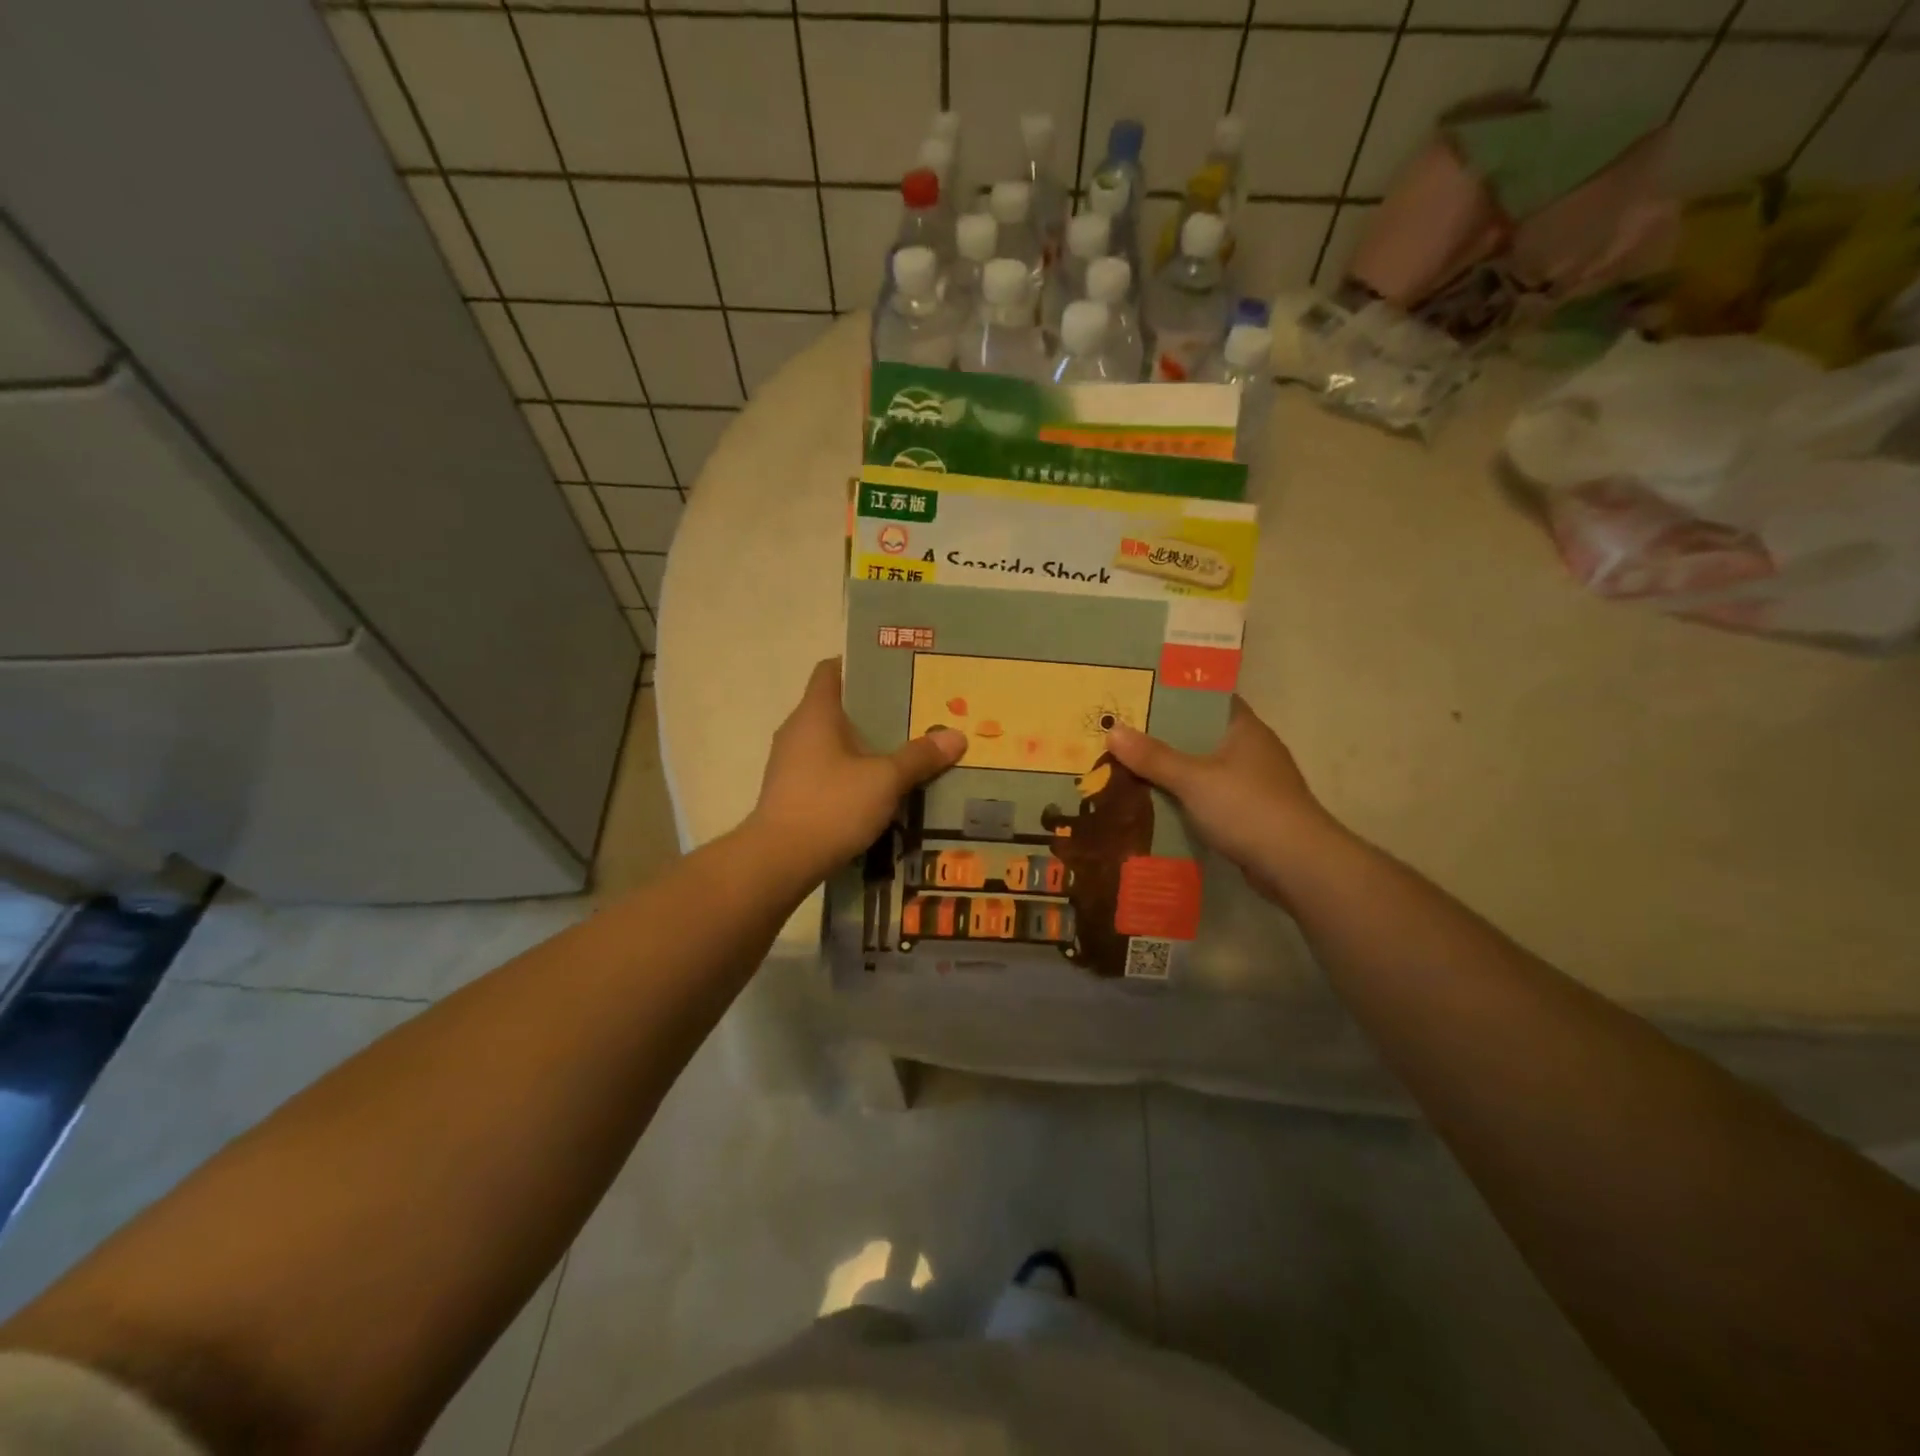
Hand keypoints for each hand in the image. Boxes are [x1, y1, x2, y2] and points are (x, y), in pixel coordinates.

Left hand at [747, 658, 965, 887]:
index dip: (861, 665)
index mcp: (815, 713)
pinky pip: (826, 771)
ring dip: (864, 746)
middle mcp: (797, 730)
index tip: (895, 673)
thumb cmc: (831, 806)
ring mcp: (790, 764)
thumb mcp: (885, 780)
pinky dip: (851, 774)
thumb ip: (919, 756)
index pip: (831, 670)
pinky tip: (878, 791)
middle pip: (837, 707)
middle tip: (914, 716)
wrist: (778, 861)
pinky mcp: (791, 793)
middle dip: (874, 711)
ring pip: (833, 743)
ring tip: (903, 754)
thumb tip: (956, 736)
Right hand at [1106, 696, 1340, 903]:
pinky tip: (1158, 806)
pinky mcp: (1252, 815)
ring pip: (1205, 769)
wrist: (1297, 865)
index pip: (1208, 699)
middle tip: (1123, 735)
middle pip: (1202, 735)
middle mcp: (1252, 750)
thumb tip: (1113, 730)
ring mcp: (1255, 784)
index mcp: (1244, 728)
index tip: (1140, 696)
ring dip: (1174, 772)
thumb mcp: (1192, 779)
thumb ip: (1153, 757)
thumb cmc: (1247, 807)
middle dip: (1165, 737)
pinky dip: (1187, 800)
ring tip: (1130, 769)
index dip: (1176, 695)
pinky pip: (1210, 798)